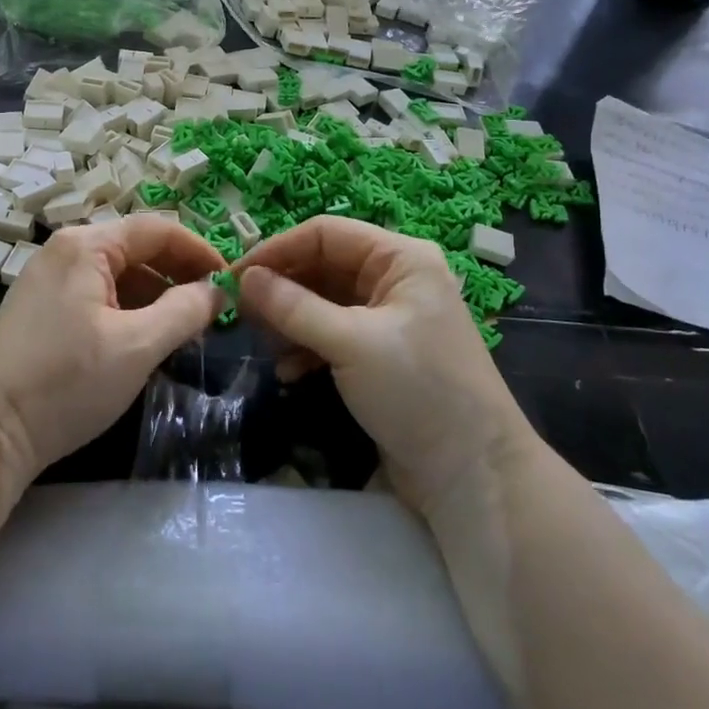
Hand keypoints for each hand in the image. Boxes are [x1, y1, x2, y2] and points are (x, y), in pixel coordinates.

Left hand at [0, 214, 226, 485]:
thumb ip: (185, 312)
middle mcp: (65, 250)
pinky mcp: (42, 308)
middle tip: (213, 308)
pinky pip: (98, 294)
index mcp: (85, 246)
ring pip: (118, 273)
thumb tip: (218, 291)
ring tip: (186, 327)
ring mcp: (49, 279)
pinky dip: (129, 308)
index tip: (230, 282)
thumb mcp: (137, 346)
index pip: (157, 229)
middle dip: (179, 274)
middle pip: (136, 248)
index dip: (199, 251)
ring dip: (156, 294)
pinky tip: (146, 337)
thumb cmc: (67, 381)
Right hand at [237, 217, 541, 518]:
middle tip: (241, 314)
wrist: (473, 475)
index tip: (235, 275)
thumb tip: (244, 279)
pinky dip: (307, 347)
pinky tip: (288, 372)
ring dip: (291, 321)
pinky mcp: (381, 354)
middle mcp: (394, 279)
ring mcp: (388, 318)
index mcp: (400, 258)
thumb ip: (294, 307)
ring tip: (264, 346)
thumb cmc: (418, 390)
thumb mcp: (351, 343)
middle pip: (323, 266)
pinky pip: (332, 334)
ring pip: (323, 302)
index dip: (278, 249)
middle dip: (282, 288)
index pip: (326, 233)